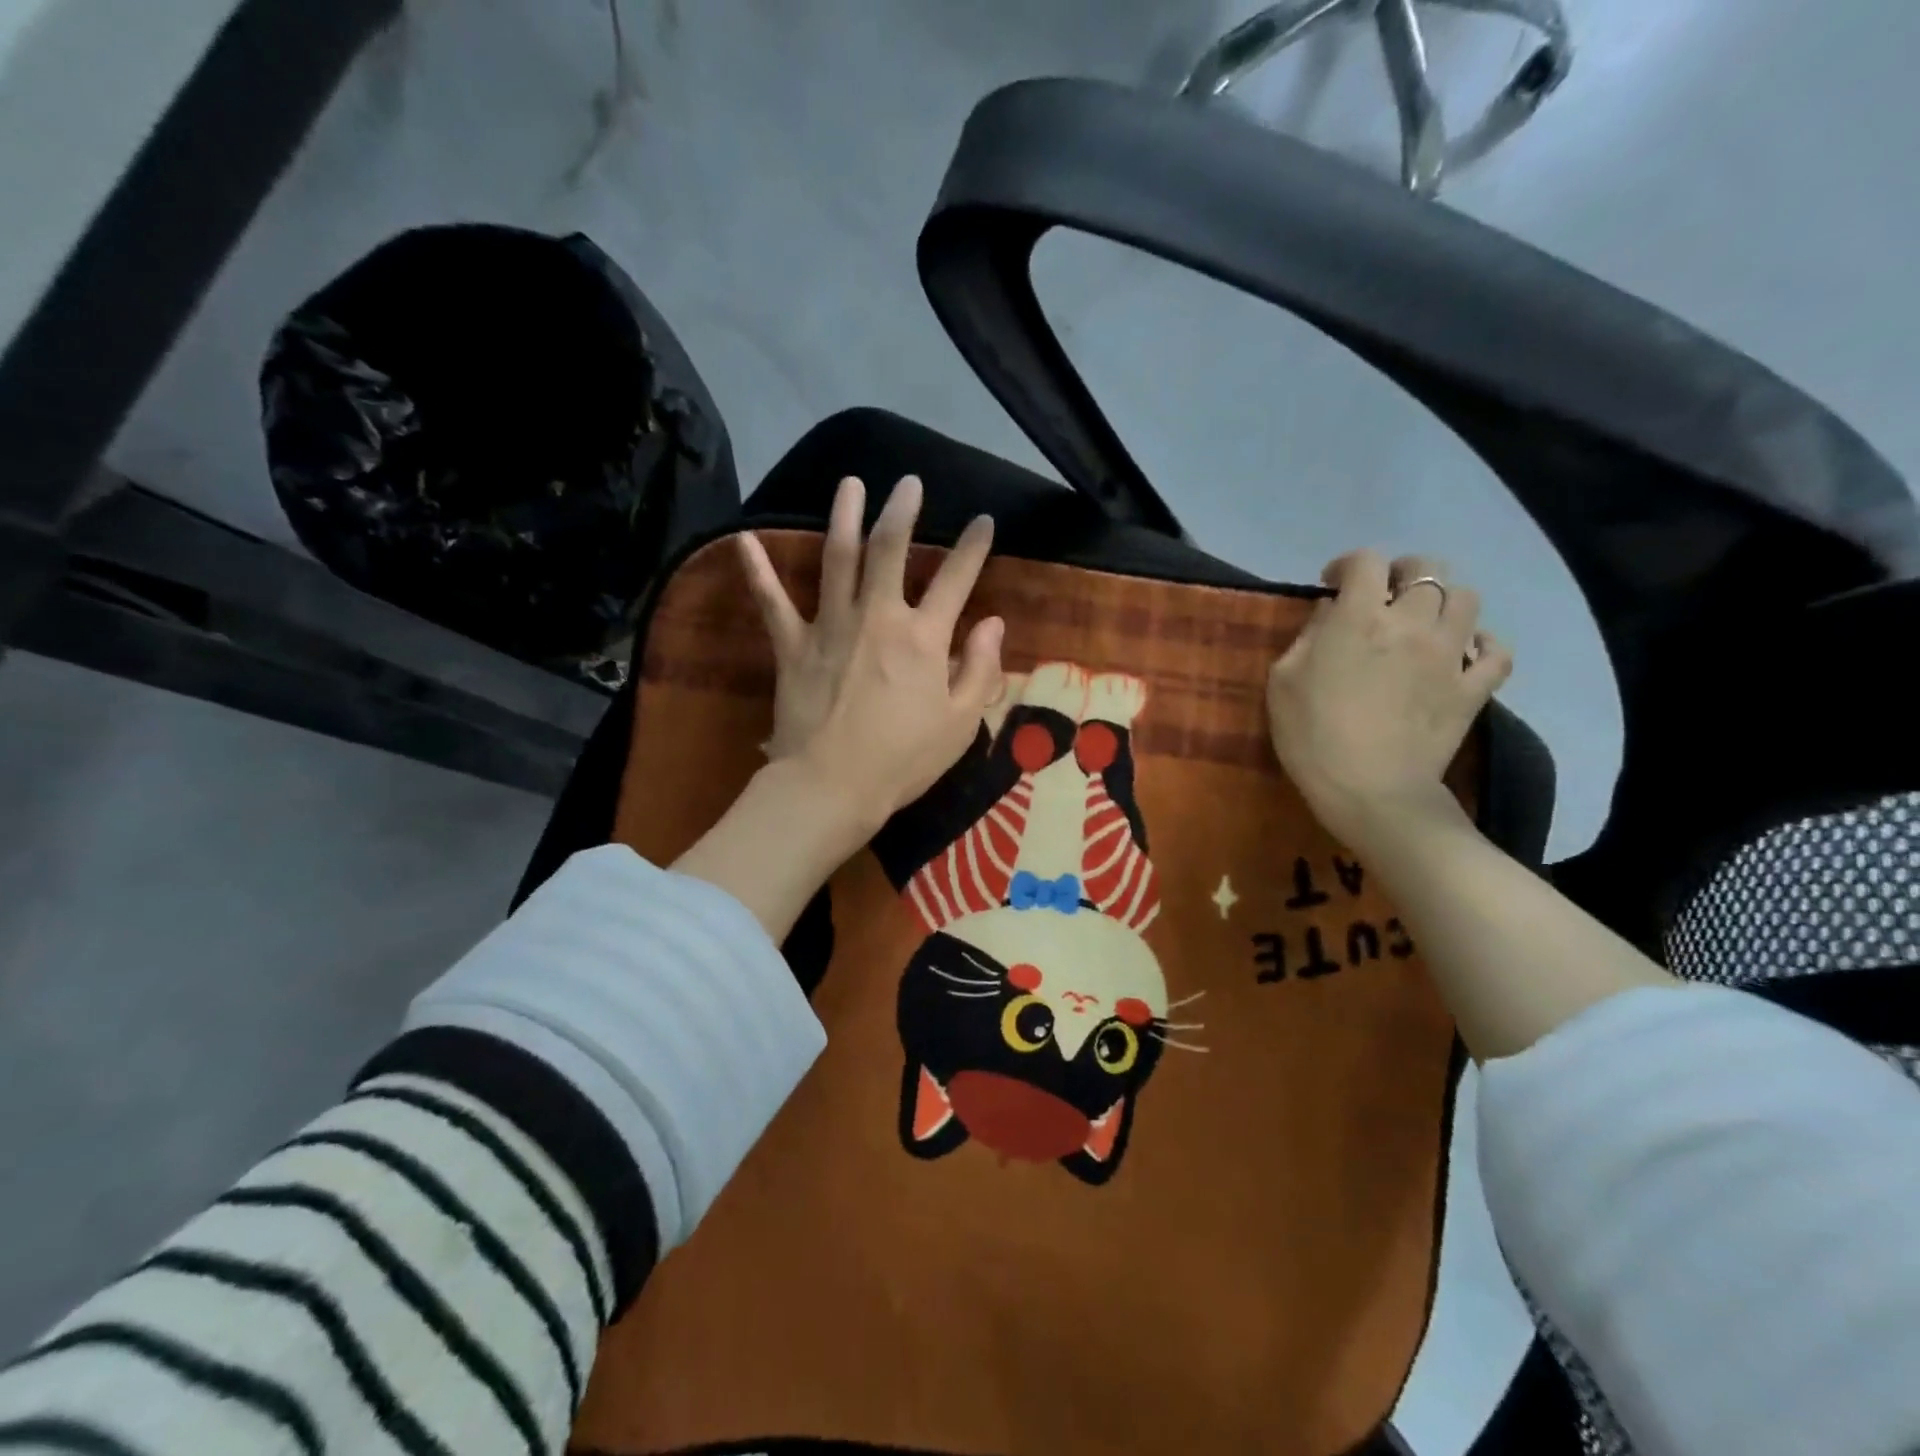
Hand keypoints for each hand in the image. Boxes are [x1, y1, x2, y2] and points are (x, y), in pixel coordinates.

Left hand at [739, 474, 1004, 834]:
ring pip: (837, 558)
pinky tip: (744, 538)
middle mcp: (878, 618)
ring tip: (850, 484)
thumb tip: (994, 622)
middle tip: (908, 483)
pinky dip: (757, 570)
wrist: (832, 786)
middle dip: (902, 511)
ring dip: (844, 517)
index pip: (956, 580)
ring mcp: (830, 626)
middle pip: (890, 550)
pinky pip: (772, 602)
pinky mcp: (792, 646)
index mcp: (923, 638)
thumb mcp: (961, 723)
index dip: (973, 547)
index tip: (983, 521)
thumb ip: (980, 669)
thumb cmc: (904, 760)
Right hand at [1266, 550, 1511, 847]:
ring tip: (1422, 621)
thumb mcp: (1283, 681)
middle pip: (1425, 569)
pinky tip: (1463, 653)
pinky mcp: (1474, 688)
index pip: (1365, 562)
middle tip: (1383, 594)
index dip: (1347, 564)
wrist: (1370, 791)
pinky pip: (1496, 651)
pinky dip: (1483, 644)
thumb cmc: (1312, 736)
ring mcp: (1450, 655)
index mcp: (1359, 619)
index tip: (1333, 583)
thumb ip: (1308, 636)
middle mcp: (1411, 624)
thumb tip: (1332, 611)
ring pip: (1466, 599)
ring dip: (1442, 601)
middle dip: (1401, 571)